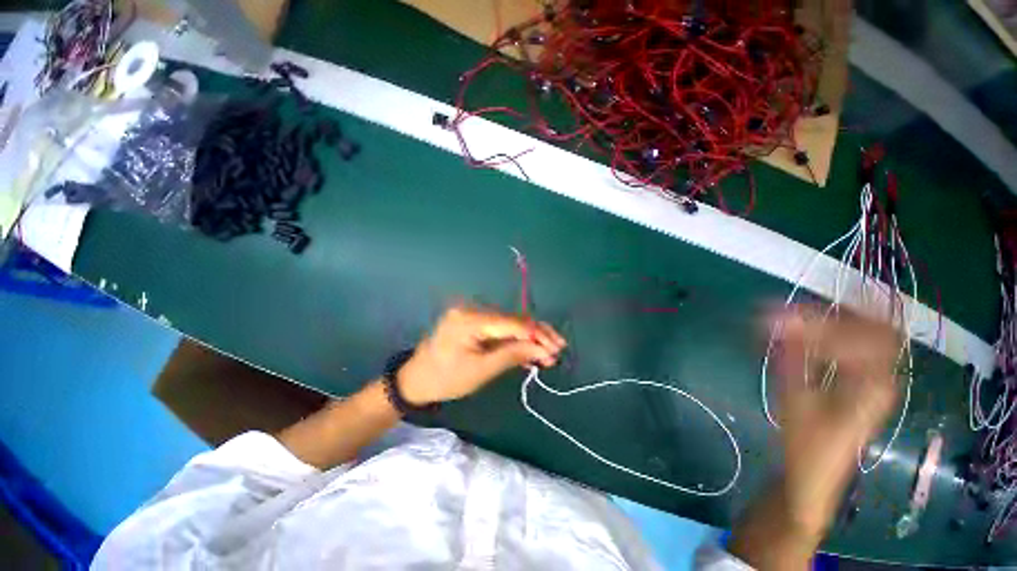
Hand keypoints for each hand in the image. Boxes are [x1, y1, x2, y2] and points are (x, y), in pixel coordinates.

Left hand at [397, 305, 566, 405]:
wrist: (416, 379)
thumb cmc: (446, 379)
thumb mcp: (481, 371)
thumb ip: (513, 355)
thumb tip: (543, 349)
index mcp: (469, 319)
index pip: (511, 322)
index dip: (536, 334)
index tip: (556, 348)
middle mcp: (472, 309)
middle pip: (512, 319)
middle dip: (536, 335)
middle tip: (557, 349)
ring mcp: (472, 313)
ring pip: (509, 322)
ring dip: (529, 337)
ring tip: (548, 352)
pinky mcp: (473, 320)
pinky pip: (500, 327)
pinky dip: (515, 338)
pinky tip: (529, 348)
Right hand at [772, 305, 899, 535]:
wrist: (815, 474)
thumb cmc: (807, 443)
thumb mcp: (796, 399)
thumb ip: (792, 357)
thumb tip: (778, 320)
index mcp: (875, 384)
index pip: (864, 333)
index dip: (825, 320)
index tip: (783, 318)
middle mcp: (884, 376)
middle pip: (874, 326)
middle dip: (834, 312)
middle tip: (793, 309)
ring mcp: (875, 378)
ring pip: (866, 333)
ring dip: (832, 321)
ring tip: (793, 318)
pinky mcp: (862, 382)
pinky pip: (854, 346)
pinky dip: (829, 334)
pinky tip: (802, 335)